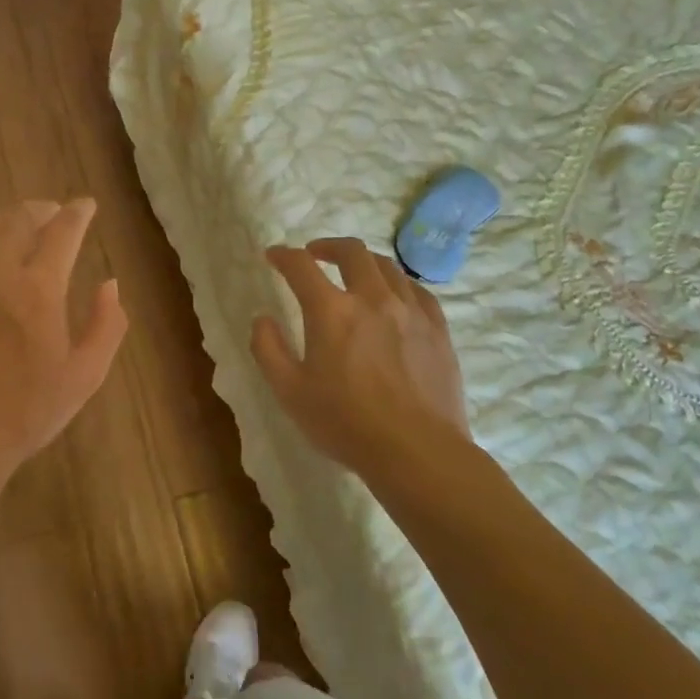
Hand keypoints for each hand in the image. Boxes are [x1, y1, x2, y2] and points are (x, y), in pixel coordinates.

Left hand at [0, 200, 127, 493]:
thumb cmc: (24, 413)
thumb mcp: (84, 376)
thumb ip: (106, 325)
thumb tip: (109, 284)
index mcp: (38, 289)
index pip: (63, 231)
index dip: (78, 213)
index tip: (86, 206)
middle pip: (18, 219)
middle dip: (40, 210)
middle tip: (50, 213)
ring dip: (0, 217)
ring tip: (11, 222)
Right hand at [251, 238, 471, 481]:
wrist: (417, 452)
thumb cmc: (346, 424)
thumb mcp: (290, 392)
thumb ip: (268, 349)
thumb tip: (262, 319)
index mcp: (331, 311)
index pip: (301, 266)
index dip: (283, 256)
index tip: (274, 256)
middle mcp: (372, 298)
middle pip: (351, 252)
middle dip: (327, 246)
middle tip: (315, 254)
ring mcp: (410, 311)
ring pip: (387, 267)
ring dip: (363, 262)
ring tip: (354, 273)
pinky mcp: (437, 328)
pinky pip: (417, 290)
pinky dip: (397, 283)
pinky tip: (394, 295)